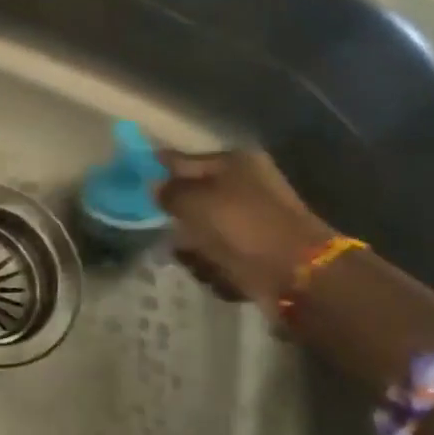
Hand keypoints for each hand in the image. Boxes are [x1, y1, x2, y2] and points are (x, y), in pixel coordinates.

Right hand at [158, 149, 335, 311]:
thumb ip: (169, 191)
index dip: (159, 169)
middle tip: (166, 232)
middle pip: (196, 198)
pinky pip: (223, 255)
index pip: (185, 159)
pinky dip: (216, 267)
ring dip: (195, 247)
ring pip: (206, 230)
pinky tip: (218, 275)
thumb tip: (154, 186)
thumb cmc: (243, 227)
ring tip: (195, 260)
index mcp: (235, 162)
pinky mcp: (260, 252)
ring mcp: (255, 220)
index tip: (135, 182)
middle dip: (179, 218)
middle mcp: (247, 185)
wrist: (298, 275)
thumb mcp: (196, 202)